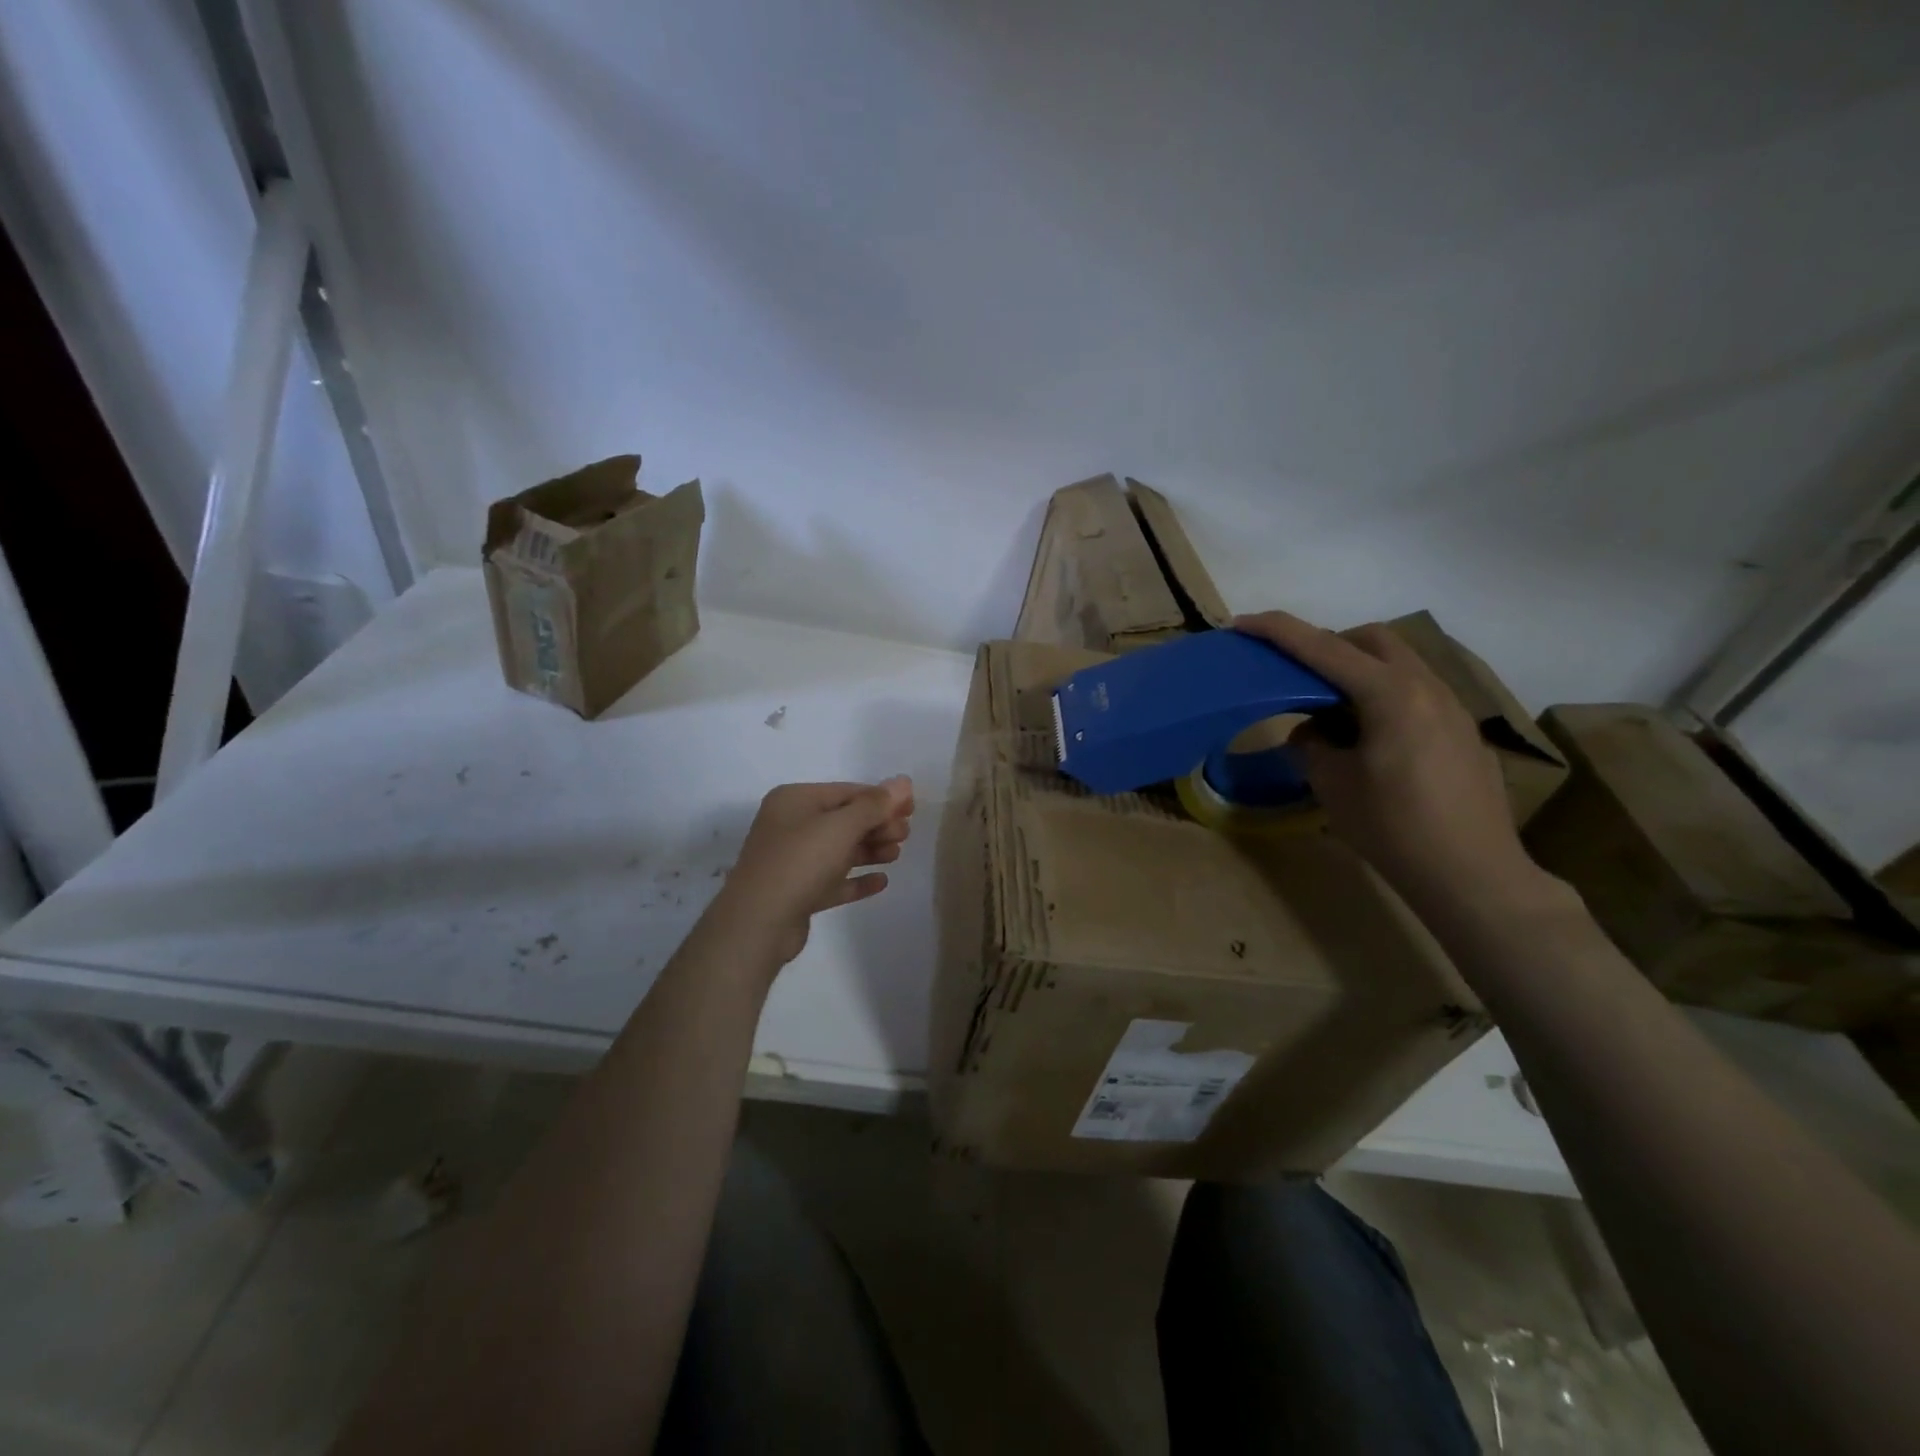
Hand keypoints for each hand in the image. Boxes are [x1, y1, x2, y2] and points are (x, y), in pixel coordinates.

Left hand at [709, 777, 914, 969]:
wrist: (758, 922)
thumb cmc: (800, 861)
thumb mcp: (842, 826)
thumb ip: (875, 804)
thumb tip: (904, 781)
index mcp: (795, 800)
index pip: (847, 791)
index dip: (882, 798)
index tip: (912, 809)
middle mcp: (790, 825)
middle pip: (844, 820)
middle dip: (877, 825)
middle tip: (905, 835)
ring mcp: (792, 860)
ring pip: (839, 850)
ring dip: (870, 850)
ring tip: (896, 856)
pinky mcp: (797, 892)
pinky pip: (833, 880)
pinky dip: (856, 879)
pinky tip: (882, 882)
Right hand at [1233, 612, 1544, 912]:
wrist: (1473, 875)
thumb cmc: (1394, 828)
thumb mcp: (1332, 784)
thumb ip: (1311, 744)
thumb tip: (1312, 731)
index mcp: (1389, 694)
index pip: (1323, 648)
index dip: (1278, 632)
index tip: (1242, 624)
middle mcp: (1426, 687)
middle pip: (1372, 640)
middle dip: (1328, 644)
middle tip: (1296, 675)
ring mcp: (1452, 708)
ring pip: (1398, 664)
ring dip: (1358, 671)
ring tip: (1331, 712)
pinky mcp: (1463, 732)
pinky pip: (1415, 693)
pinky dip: (1382, 696)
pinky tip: (1370, 740)